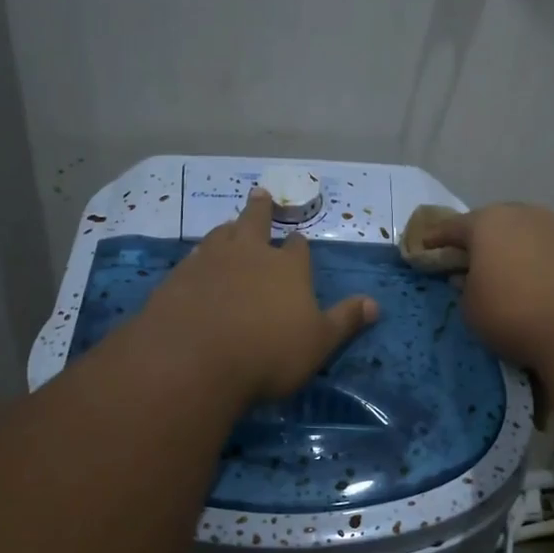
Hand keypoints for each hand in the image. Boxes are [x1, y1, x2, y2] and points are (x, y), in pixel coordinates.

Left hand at [141, 188, 377, 403]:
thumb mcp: (318, 343)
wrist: (195, 359)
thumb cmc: (269, 353)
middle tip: (259, 193)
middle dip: (260, 209)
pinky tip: (196, 263)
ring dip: (228, 229)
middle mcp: (250, 254)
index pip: (298, 248)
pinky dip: (199, 257)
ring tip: (229, 225)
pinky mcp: (178, 278)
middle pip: (255, 222)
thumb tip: (375, 304)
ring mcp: (210, 262)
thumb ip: (345, 321)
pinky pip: (192, 259)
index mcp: (288, 268)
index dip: (299, 245)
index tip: (299, 241)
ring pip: (221, 235)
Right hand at [419, 204, 553, 371]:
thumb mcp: (471, 307)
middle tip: (466, 258)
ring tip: (502, 270)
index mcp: (486, 223)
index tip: (424, 247)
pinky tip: (532, 279)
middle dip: (477, 239)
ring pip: (522, 233)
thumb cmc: (514, 313)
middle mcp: (522, 214)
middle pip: (491, 223)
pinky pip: (546, 248)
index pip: (451, 227)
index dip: (435, 239)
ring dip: (510, 248)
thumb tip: (470, 277)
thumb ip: (464, 288)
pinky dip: (534, 259)